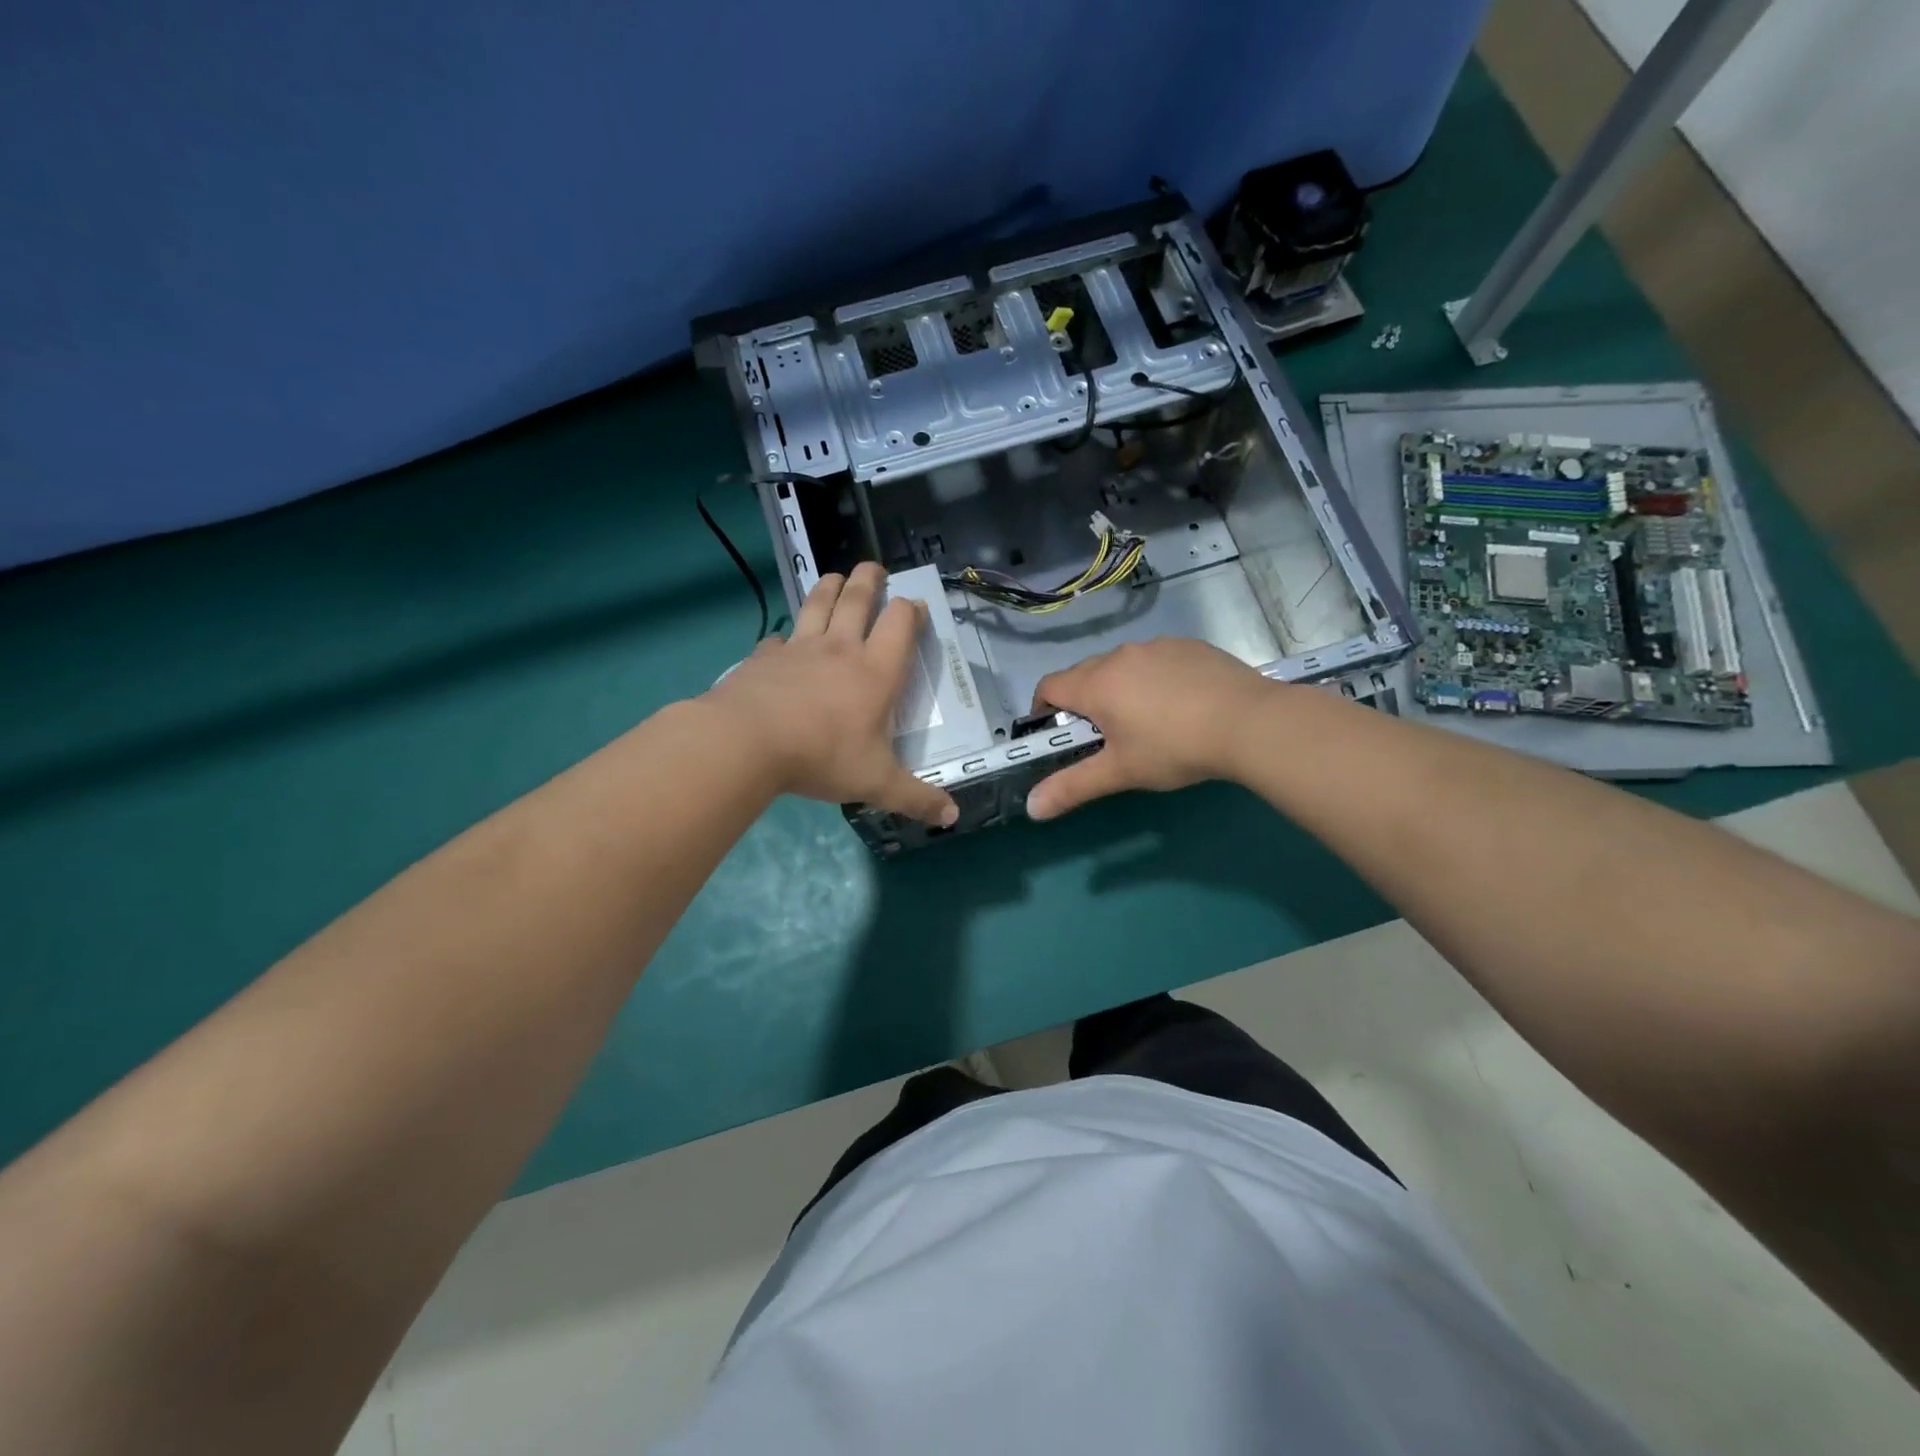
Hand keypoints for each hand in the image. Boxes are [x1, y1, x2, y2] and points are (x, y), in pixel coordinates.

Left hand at [702, 563, 958, 826]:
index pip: (900, 625)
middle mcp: (840, 649)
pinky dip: (785, 636)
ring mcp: (799, 648)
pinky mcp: (764, 657)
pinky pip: (778, 639)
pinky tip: (782, 642)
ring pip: (818, 604)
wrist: (748, 742)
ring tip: (835, 577)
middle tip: (875, 567)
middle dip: (870, 580)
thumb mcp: (876, 783)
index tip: (916, 606)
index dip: (911, 611)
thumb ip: (916, 798)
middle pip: (858, 600)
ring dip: (829, 587)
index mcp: (875, 672)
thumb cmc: (822, 756)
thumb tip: (953, 818)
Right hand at [1024, 639, 1275, 820]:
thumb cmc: (1174, 748)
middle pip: (1084, 674)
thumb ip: (1072, 787)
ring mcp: (1156, 646)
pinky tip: (1180, 704)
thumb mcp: (1120, 772)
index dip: (1042, 709)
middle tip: (1103, 736)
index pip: (1049, 686)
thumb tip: (1031, 808)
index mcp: (1096, 684)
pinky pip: (1155, 660)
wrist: (1250, 722)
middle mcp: (1120, 656)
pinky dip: (1154, 678)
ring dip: (1119, 688)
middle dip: (1082, 702)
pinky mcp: (1188, 645)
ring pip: (1122, 665)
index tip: (1054, 733)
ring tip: (1146, 721)